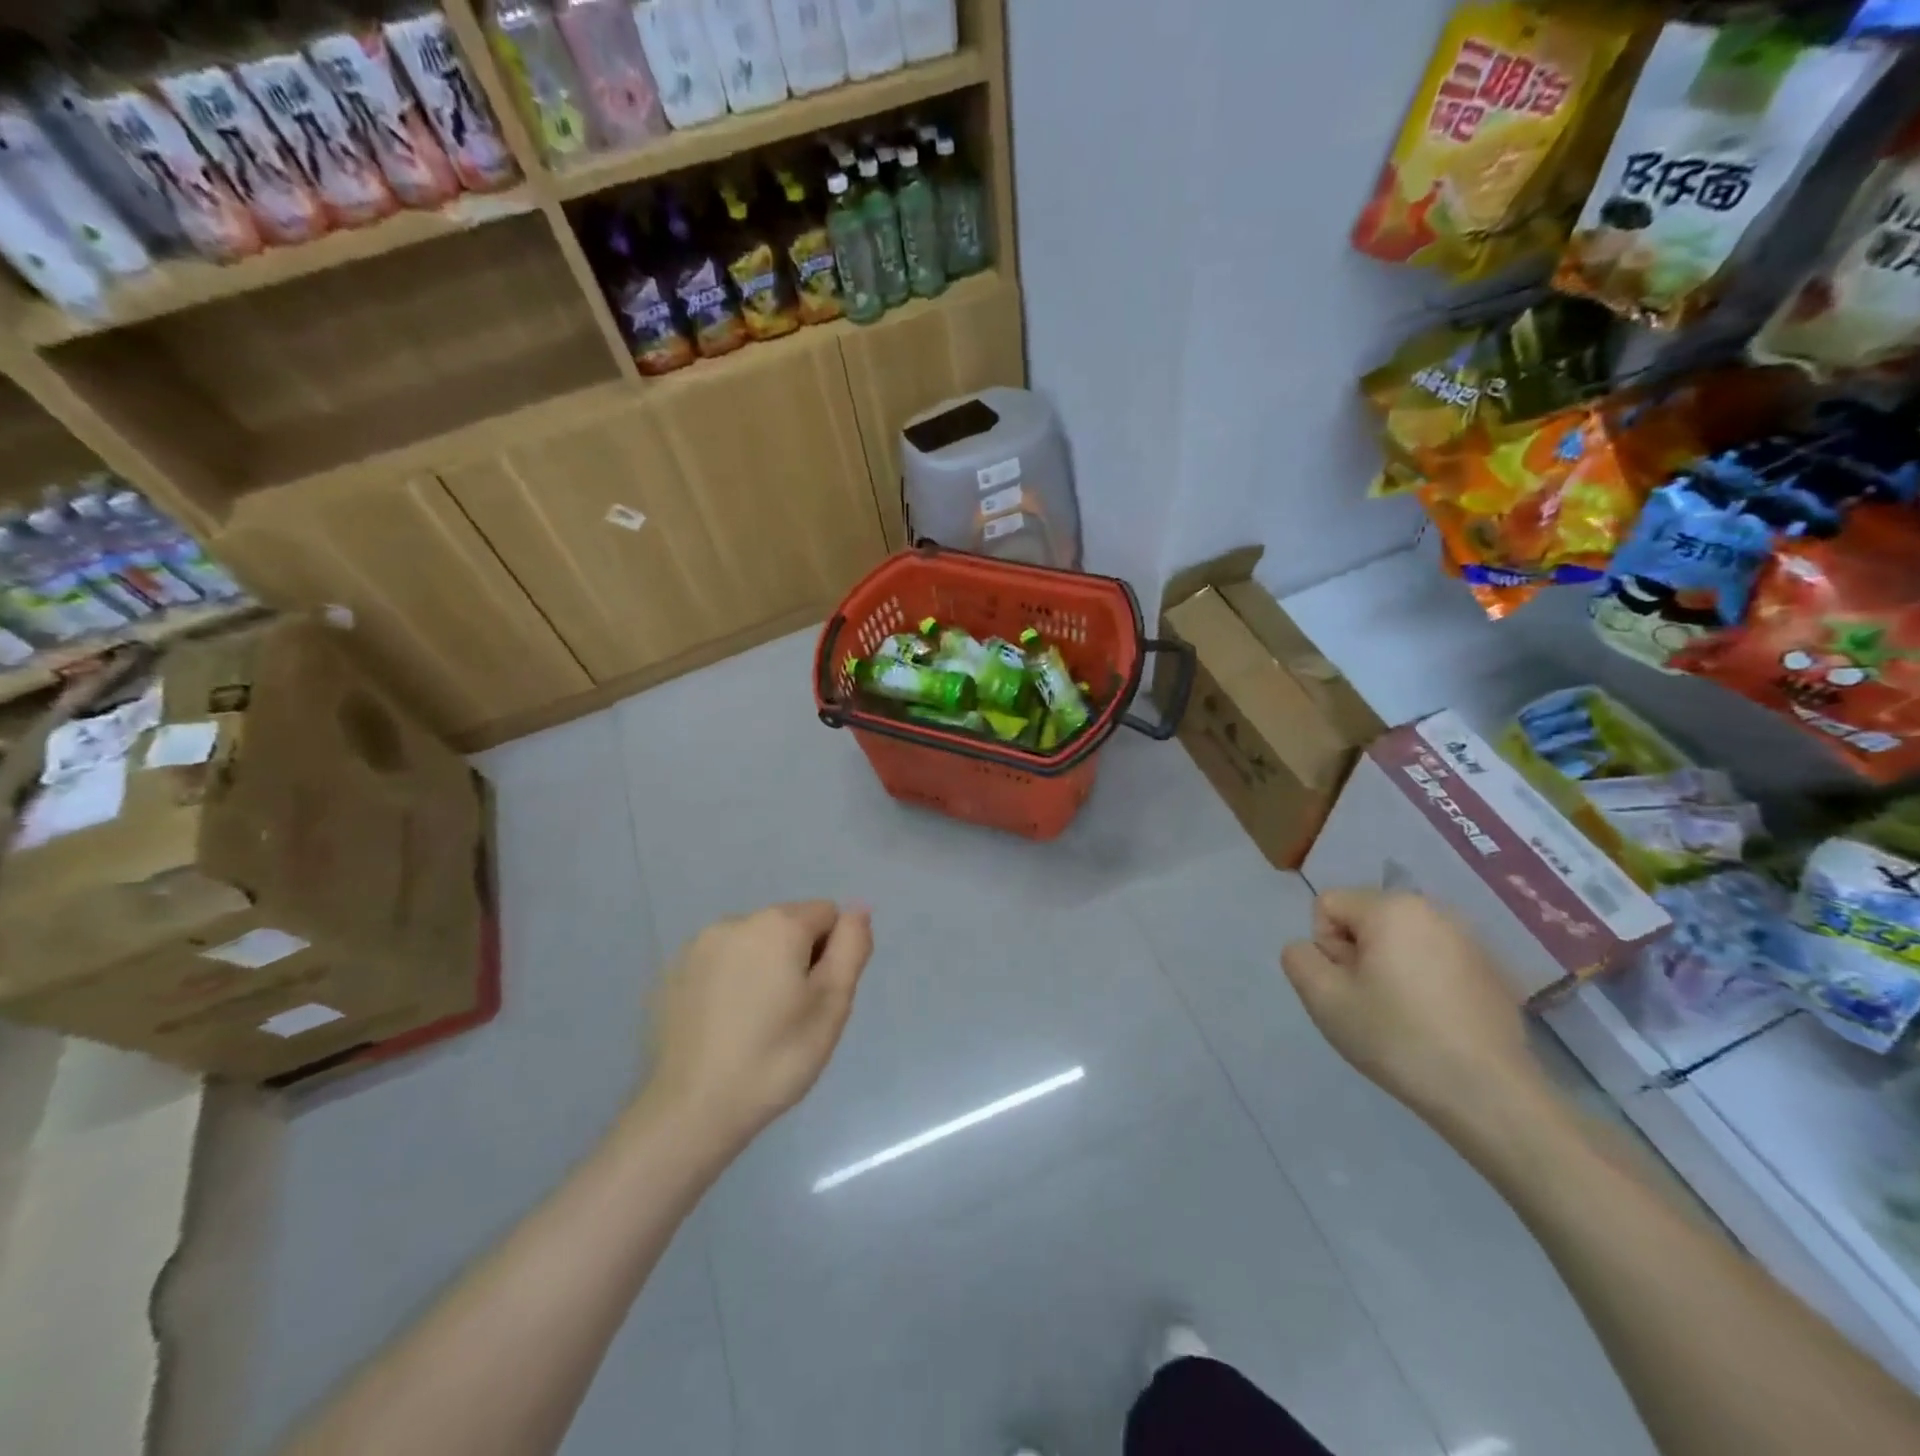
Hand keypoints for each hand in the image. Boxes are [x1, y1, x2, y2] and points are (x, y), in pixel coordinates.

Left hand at [644, 901, 872, 1152]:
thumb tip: (858, 908)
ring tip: (754, 1024)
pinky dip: (728, 983)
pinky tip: (722, 1027)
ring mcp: (698, 946)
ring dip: (761, 968)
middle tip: (789, 1017)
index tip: (815, 999)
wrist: (691, 1110)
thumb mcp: (832, 1004)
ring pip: (752, 945)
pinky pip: (719, 964)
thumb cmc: (775, 1057)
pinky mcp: (672, 974)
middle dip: (796, 959)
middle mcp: (736, 921)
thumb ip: (851, 947)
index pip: (827, 915)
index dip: (832, 955)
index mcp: (779, 924)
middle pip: (787, 926)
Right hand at [1281, 890, 1548, 1139]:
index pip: (1327, 906)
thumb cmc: (1398, 1037)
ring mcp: (1469, 940)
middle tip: (1370, 1004)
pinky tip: (1436, 1024)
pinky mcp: (1492, 971)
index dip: (1325, 948)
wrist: (1490, 1095)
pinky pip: (1434, 961)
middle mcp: (1433, 910)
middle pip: (1364, 920)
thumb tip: (1310, 949)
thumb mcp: (1323, 998)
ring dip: (1389, 970)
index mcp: (1391, 907)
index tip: (1347, 988)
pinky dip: (1424, 983)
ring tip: (1404, 1017)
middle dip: (1357, 956)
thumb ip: (1299, 958)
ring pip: (1399, 942)